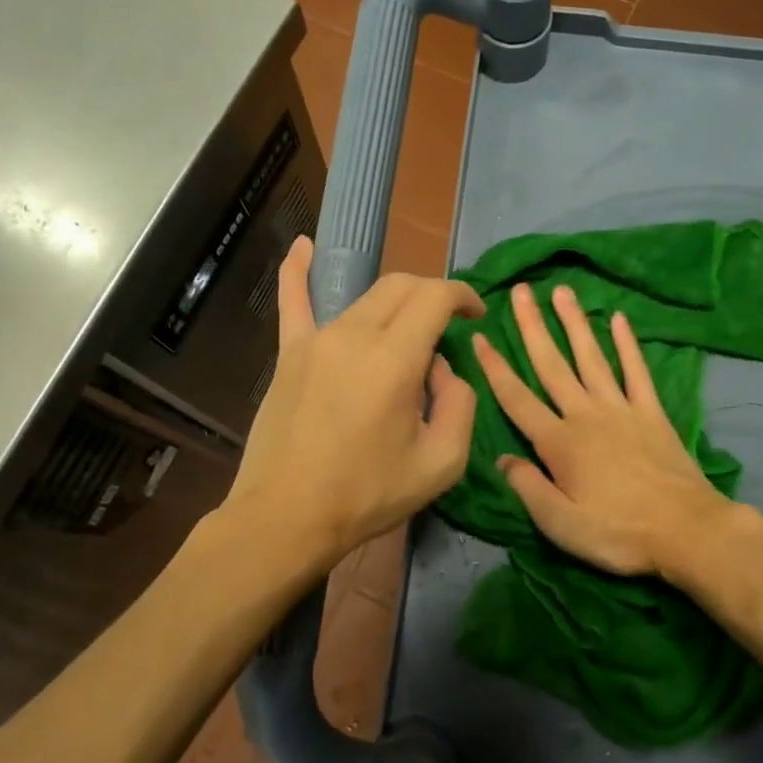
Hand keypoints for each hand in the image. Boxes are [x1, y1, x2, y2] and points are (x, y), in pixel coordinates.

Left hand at [225, 237, 485, 572]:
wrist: (286, 516)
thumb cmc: (367, 494)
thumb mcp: (441, 463)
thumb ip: (460, 404)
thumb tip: (445, 371)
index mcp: (394, 359)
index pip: (435, 296)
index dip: (463, 297)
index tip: (475, 315)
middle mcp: (354, 334)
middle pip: (402, 287)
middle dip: (432, 297)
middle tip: (446, 328)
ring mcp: (316, 339)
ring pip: (365, 298)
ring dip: (395, 306)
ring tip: (407, 338)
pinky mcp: (289, 353)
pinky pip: (294, 301)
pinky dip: (298, 270)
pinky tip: (303, 245)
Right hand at [473, 282, 734, 578]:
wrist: (687, 531)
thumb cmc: (617, 533)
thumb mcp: (560, 524)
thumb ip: (528, 487)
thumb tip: (501, 459)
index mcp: (558, 442)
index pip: (517, 398)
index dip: (495, 368)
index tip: (480, 336)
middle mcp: (585, 415)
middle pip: (552, 365)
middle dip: (533, 327)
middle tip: (521, 291)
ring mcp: (621, 409)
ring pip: (591, 357)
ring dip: (574, 323)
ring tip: (562, 291)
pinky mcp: (652, 413)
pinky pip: (636, 371)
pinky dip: (627, 344)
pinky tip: (619, 319)